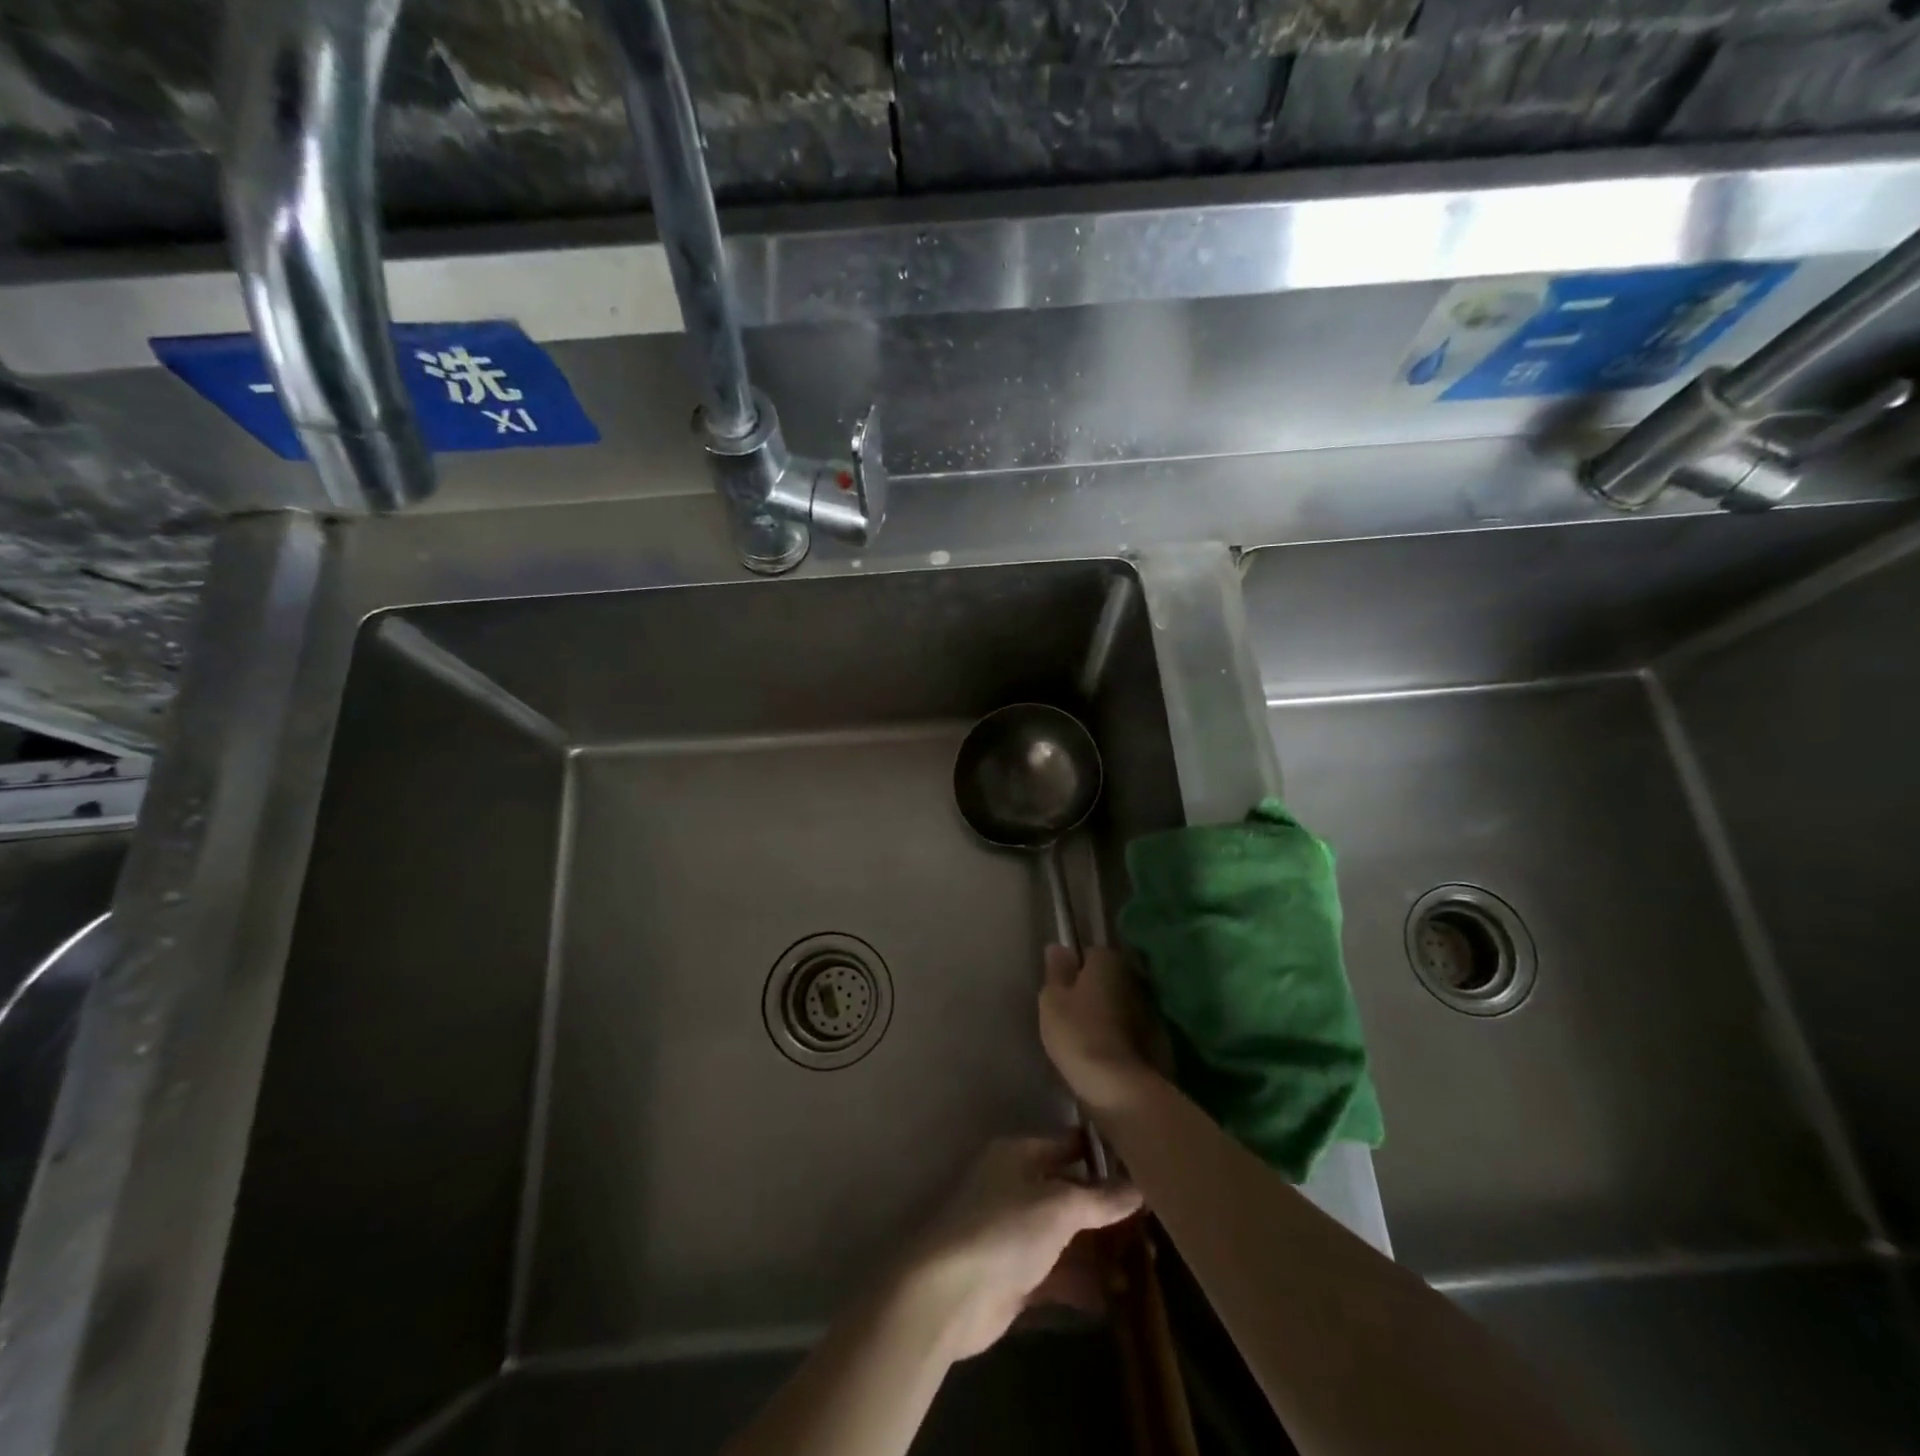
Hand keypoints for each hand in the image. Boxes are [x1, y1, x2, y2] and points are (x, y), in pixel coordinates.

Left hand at [900, 1136, 1140, 1360]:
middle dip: (1108, 1211)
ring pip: (1067, 1237)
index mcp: (1019, 1155)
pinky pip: (1059, 1274)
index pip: (1068, 1145)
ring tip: (1148, 1265)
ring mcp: (1016, 1234)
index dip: (1103, 1157)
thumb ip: (1099, 1199)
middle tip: (1153, 1225)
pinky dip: (1085, 1283)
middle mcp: (1017, 1188)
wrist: (949, 1293)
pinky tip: (1121, 1297)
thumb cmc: (1004, 1230)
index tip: (1143, 1167)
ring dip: (1101, 1251)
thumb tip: (1137, 1187)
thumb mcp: (1058, 1207)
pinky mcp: (1016, 1277)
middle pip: (1070, 1194)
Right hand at [1039, 944, 1160, 1114]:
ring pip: (1122, 1002)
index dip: (1075, 970)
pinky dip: (1122, 1034)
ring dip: (1110, 1012)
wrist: (1119, 1086)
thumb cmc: (1078, 1033)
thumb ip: (1056, 972)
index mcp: (1108, 961)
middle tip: (1073, 1012)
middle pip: (1109, 977)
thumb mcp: (1052, 1001)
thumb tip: (1058, 947)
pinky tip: (1106, 1052)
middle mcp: (1133, 977)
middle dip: (1095, 989)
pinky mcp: (1158, 1038)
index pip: (1090, 953)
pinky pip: (1133, 1028)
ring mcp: (1150, 1008)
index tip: (1062, 990)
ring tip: (1088, 1034)